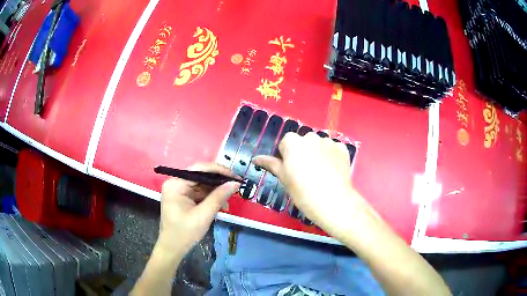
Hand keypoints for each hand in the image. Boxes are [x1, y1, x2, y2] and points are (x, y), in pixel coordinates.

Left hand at [155, 163, 240, 258]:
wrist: (173, 248)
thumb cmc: (185, 232)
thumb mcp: (204, 214)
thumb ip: (219, 197)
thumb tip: (235, 183)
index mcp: (176, 183)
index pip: (200, 169)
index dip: (219, 171)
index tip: (236, 176)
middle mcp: (176, 182)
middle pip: (201, 176)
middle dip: (219, 182)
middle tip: (236, 186)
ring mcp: (179, 190)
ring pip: (202, 184)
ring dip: (216, 191)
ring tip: (230, 199)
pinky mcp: (183, 197)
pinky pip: (199, 192)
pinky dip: (211, 197)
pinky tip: (221, 204)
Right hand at [253, 132, 375, 238]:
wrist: (332, 202)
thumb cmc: (303, 192)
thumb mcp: (284, 178)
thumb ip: (271, 164)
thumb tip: (256, 158)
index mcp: (293, 143)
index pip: (286, 142)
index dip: (287, 156)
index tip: (291, 170)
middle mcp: (311, 137)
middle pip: (303, 141)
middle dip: (303, 152)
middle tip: (306, 171)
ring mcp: (329, 142)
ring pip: (319, 144)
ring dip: (318, 152)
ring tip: (321, 172)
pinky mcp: (343, 149)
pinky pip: (334, 148)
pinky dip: (332, 155)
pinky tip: (332, 170)